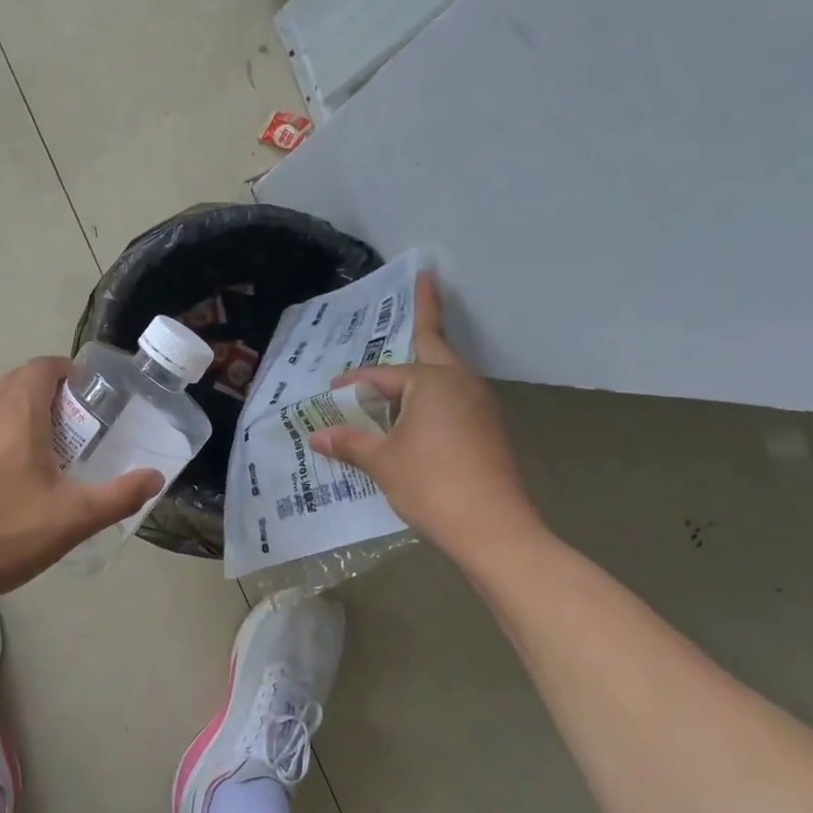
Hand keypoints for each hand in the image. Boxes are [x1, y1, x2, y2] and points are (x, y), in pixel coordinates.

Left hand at [0, 357, 161, 605]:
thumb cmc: (5, 535)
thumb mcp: (74, 519)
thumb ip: (120, 495)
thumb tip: (155, 477)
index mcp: (16, 413)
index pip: (42, 367)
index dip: (67, 373)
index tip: (88, 397)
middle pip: (17, 384)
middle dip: (47, 397)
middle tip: (73, 431)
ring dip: (17, 417)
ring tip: (38, 454)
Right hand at [309, 273, 544, 563]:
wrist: (495, 529)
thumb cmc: (432, 485)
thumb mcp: (383, 463)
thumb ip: (350, 443)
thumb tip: (317, 436)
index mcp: (432, 382)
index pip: (383, 375)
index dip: (354, 382)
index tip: (333, 389)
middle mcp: (461, 383)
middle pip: (434, 345)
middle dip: (426, 314)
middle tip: (425, 282)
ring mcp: (481, 406)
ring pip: (444, 375)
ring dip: (424, 366)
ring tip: (405, 360)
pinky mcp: (489, 429)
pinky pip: (454, 399)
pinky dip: (432, 397)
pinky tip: (417, 414)